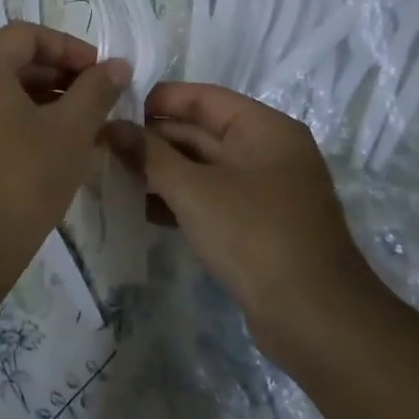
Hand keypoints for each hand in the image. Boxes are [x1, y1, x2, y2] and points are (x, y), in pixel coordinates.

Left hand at [0, 23, 128, 285]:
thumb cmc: (22, 180)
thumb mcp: (70, 131)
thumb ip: (96, 90)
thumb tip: (117, 65)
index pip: (28, 35)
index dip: (70, 47)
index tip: (102, 73)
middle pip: (12, 57)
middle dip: (58, 72)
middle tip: (97, 96)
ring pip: (0, 86)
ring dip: (42, 94)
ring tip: (81, 119)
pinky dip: (20, 114)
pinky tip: (51, 139)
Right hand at [105, 83, 382, 361]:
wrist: (315, 320)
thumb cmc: (254, 236)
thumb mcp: (193, 190)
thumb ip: (148, 155)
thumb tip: (110, 126)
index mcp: (264, 129)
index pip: (202, 98)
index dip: (156, 101)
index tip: (112, 111)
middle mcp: (267, 152)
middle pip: (200, 132)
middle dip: (152, 139)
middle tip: (102, 147)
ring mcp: (264, 191)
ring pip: (202, 168)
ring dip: (160, 171)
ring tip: (111, 175)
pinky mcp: (256, 226)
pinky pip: (210, 199)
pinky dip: (177, 200)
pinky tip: (139, 208)